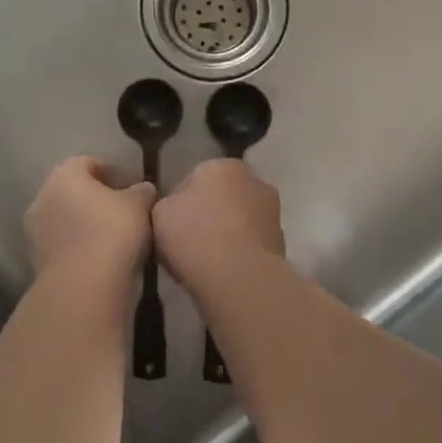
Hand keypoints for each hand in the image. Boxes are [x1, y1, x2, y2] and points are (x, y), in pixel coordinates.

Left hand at [24, 157, 153, 296]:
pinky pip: (61, 245)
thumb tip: (143, 189)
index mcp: (64, 175)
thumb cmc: (112, 232)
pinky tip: (98, 260)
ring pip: (64, 219)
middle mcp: (42, 197)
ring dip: (83, 224)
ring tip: (112, 239)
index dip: (110, 172)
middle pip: (71, 191)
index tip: (129, 187)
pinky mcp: (35, 262)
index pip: (87, 163)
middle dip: (93, 199)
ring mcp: (34, 231)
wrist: (83, 289)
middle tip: (121, 212)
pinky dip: (76, 248)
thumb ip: (142, 191)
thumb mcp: (139, 206)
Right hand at [152, 158, 282, 296]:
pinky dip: (241, 253)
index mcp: (222, 165)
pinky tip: (225, 272)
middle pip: (222, 196)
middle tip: (189, 241)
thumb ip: (165, 202)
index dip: (180, 202)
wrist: (238, 278)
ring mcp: (272, 211)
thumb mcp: (159, 213)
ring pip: (240, 220)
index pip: (194, 178)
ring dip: (228, 233)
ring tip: (207, 261)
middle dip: (209, 213)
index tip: (171, 224)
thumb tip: (174, 206)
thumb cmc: (193, 235)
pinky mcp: (282, 242)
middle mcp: (253, 180)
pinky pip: (251, 243)